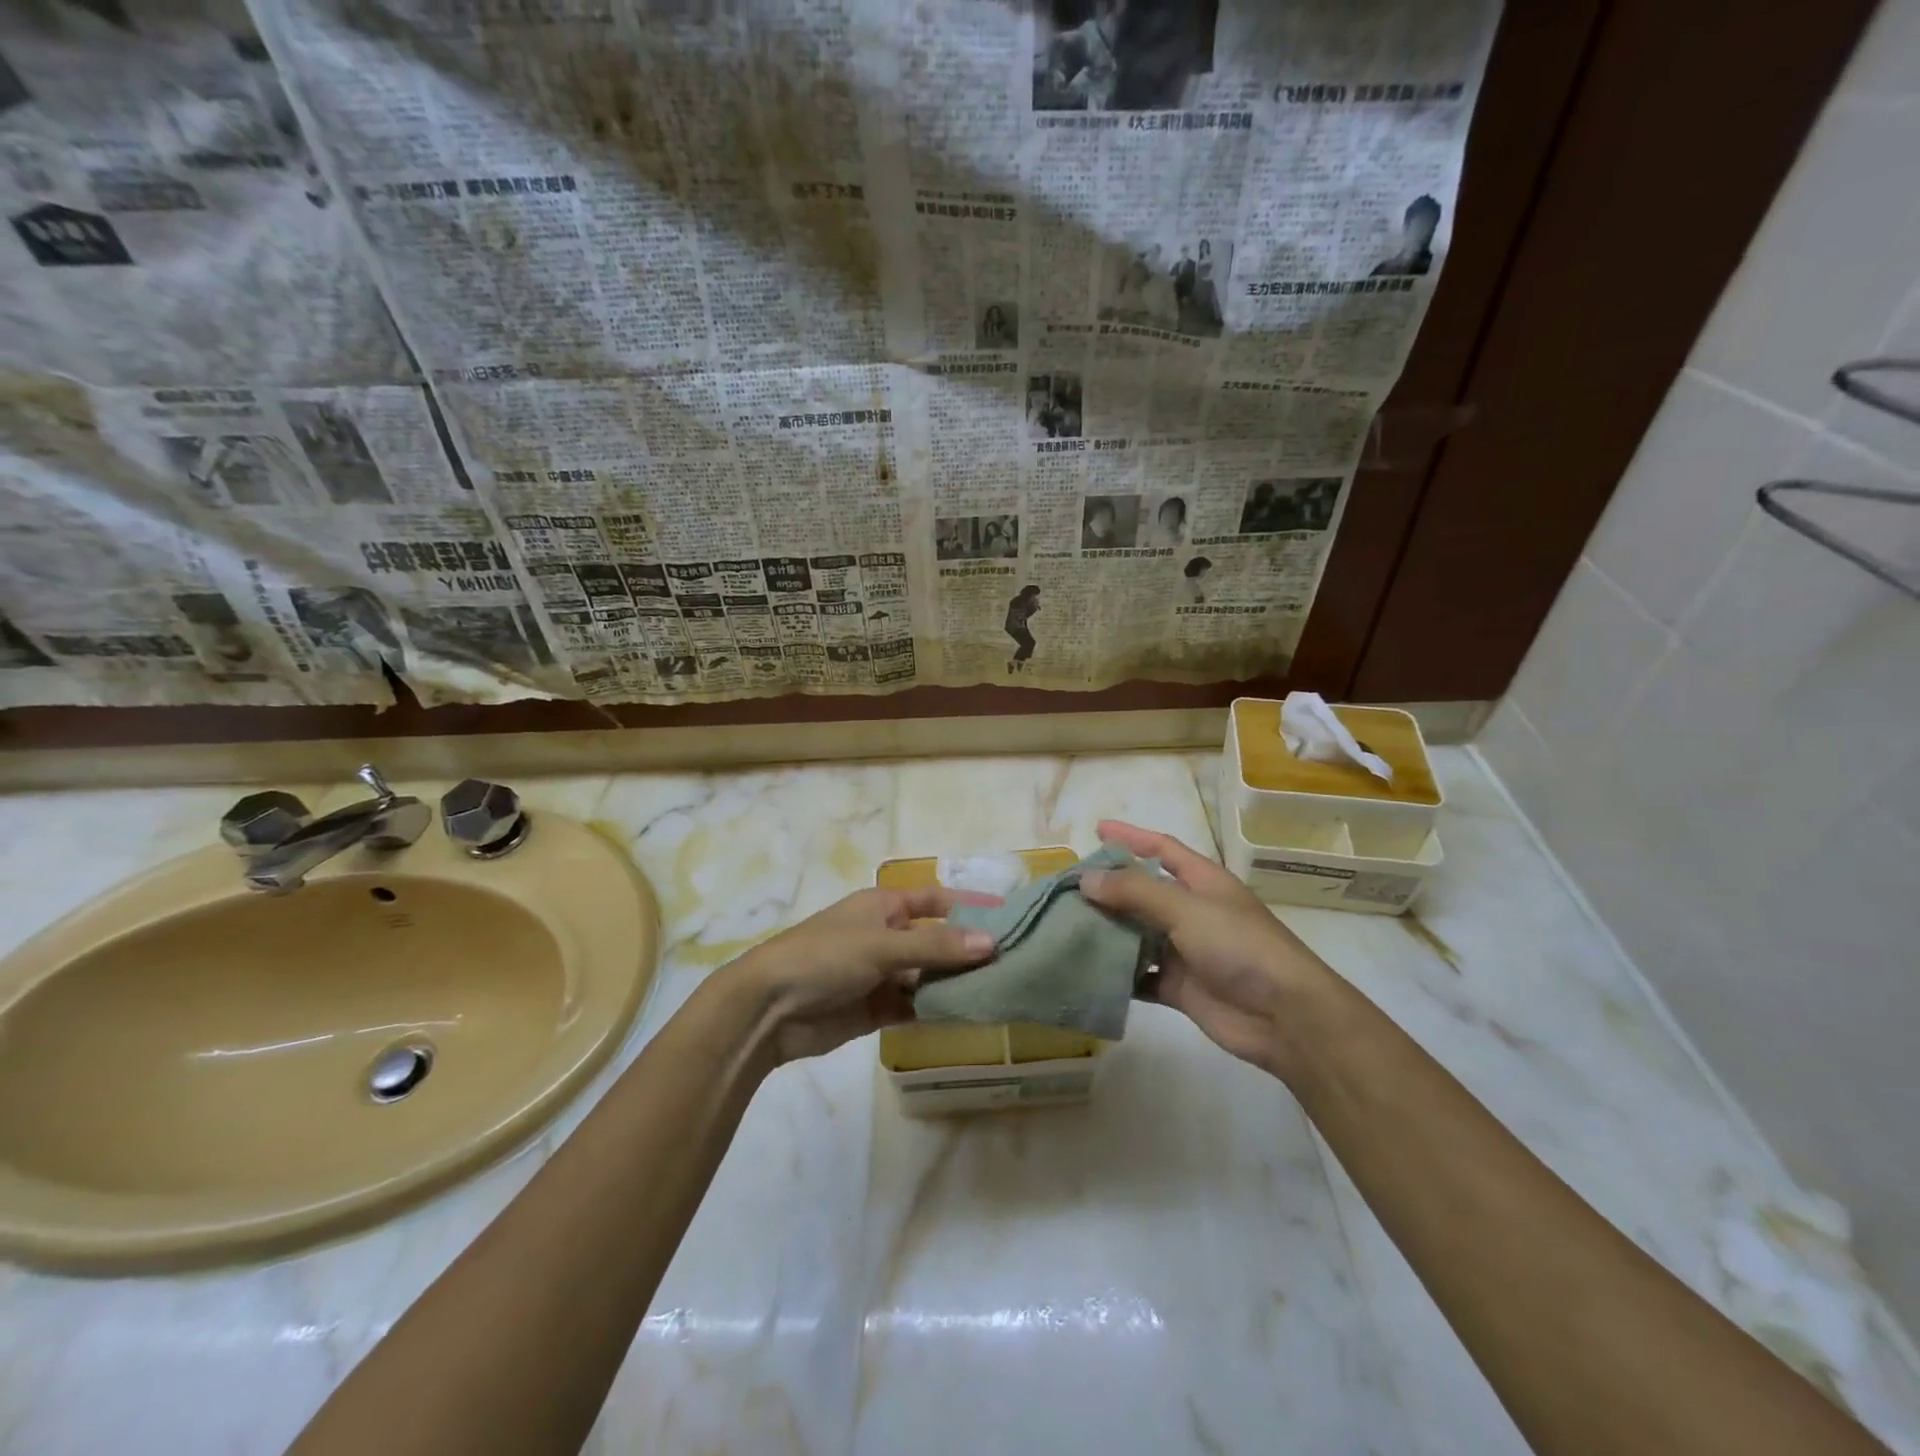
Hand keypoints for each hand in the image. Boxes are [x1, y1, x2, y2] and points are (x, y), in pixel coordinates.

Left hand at [724, 886, 998, 1064]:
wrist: (768, 1009)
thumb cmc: (824, 957)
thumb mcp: (881, 945)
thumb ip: (935, 946)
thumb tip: (991, 943)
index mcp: (884, 906)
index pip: (936, 900)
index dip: (969, 906)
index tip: (1008, 918)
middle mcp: (886, 936)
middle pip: (936, 940)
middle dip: (968, 951)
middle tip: (1014, 963)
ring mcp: (881, 974)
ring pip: (928, 975)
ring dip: (955, 983)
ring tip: (1000, 991)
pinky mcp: (876, 1009)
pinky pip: (915, 1005)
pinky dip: (937, 1009)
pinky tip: (966, 1015)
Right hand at [1080, 819, 1334, 1079]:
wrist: (1285, 1017)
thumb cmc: (1239, 946)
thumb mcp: (1186, 908)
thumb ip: (1135, 891)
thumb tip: (1086, 878)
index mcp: (1203, 882)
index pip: (1162, 849)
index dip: (1131, 837)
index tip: (1097, 830)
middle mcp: (1192, 912)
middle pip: (1143, 892)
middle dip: (1108, 889)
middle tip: (1067, 888)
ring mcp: (1185, 951)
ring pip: (1137, 934)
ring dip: (1107, 931)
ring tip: (1066, 926)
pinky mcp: (1178, 987)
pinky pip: (1140, 975)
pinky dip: (1117, 974)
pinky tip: (1087, 971)